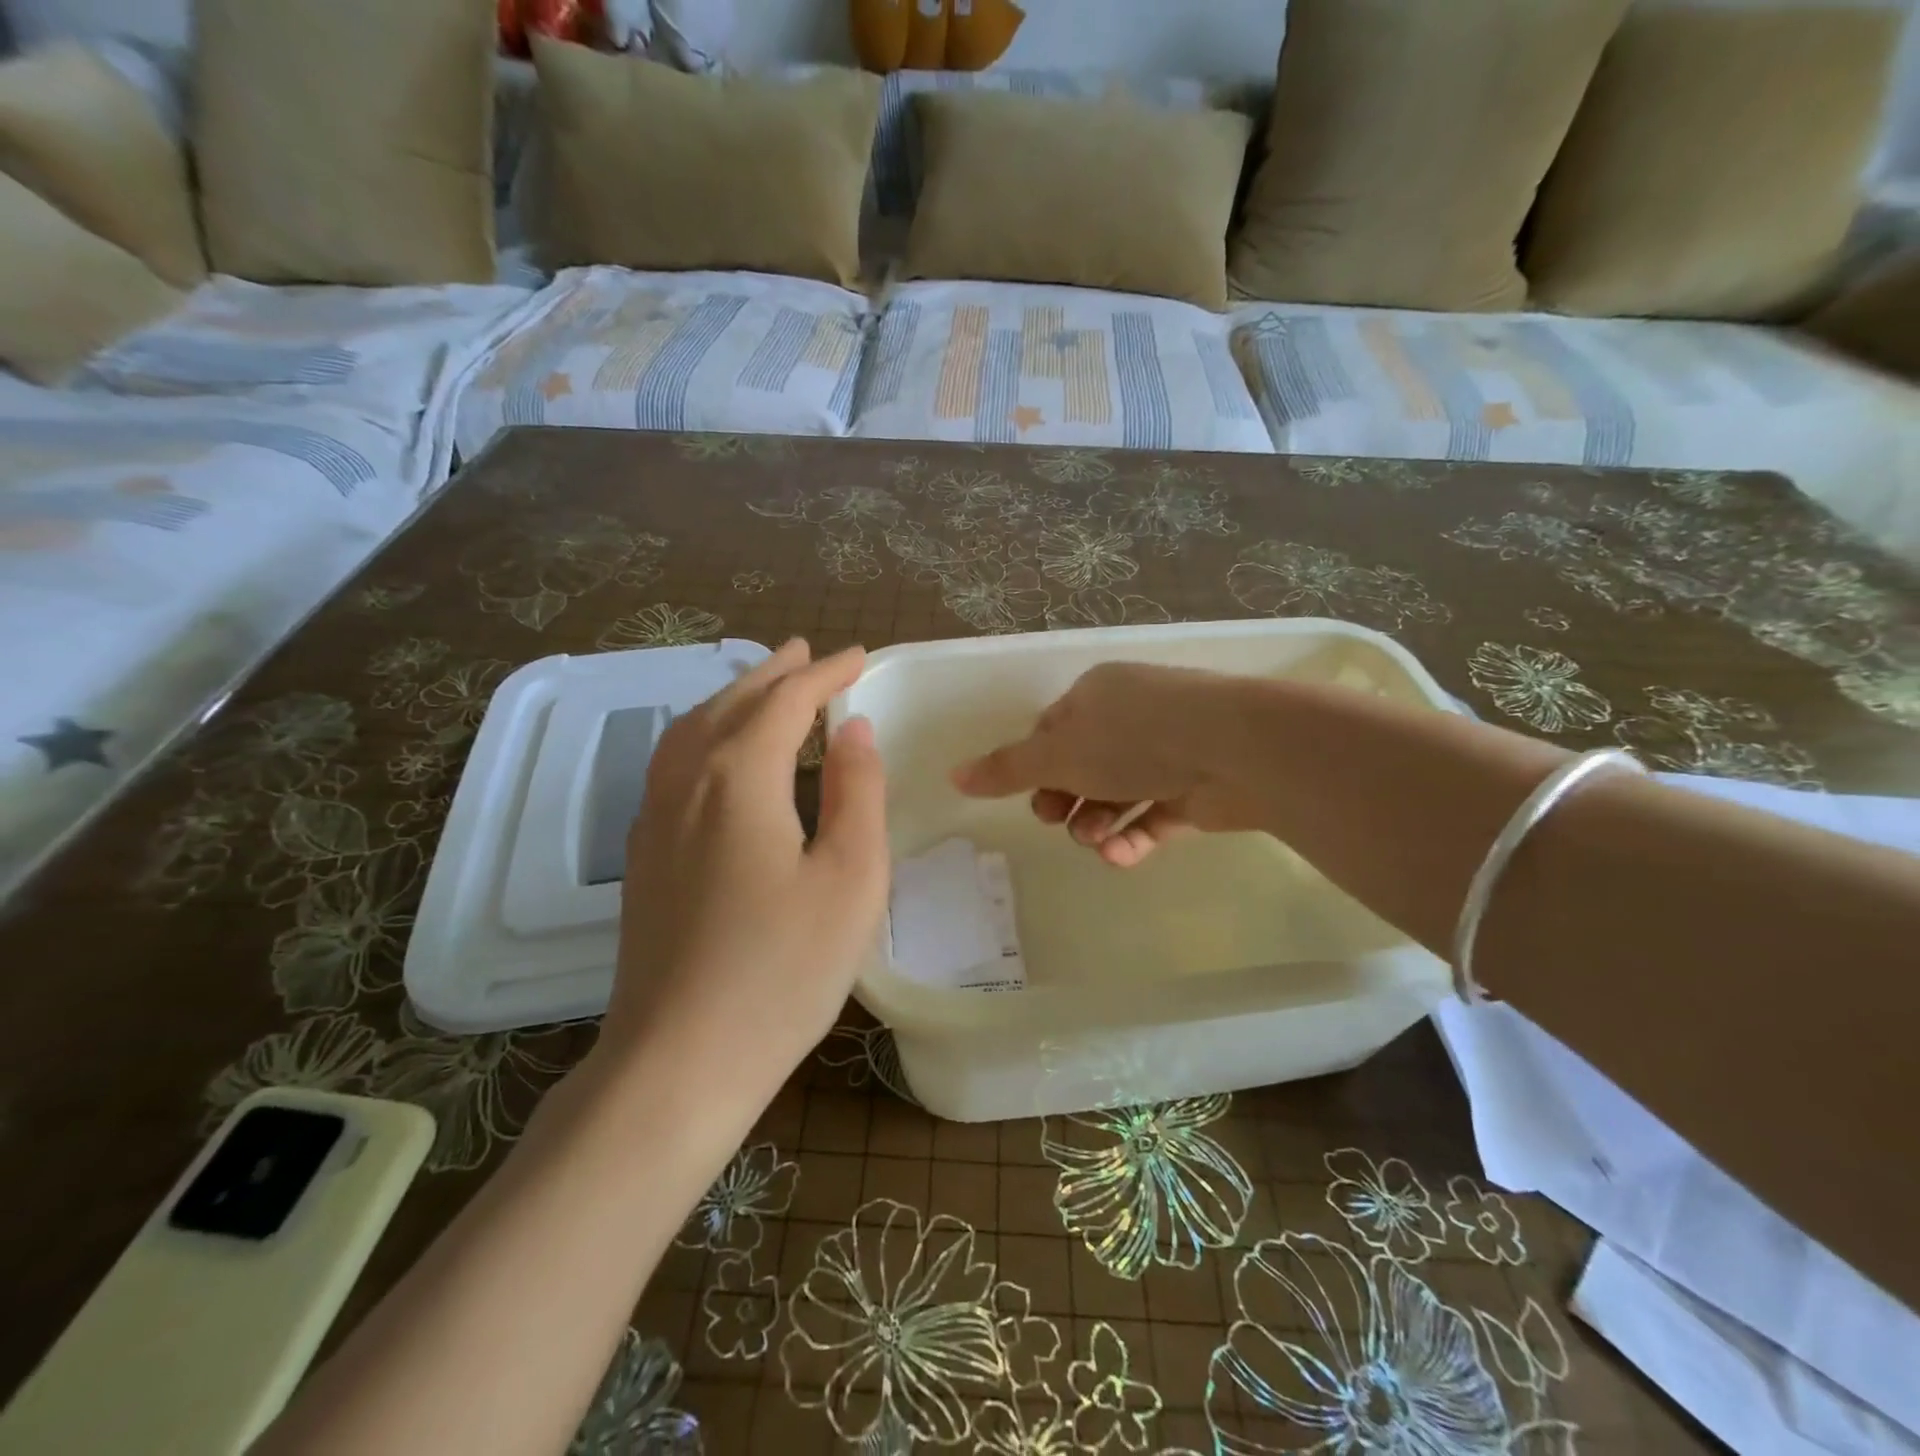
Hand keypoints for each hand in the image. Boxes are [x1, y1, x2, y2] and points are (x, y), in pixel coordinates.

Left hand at [605, 641, 887, 1090]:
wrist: (678, 1061)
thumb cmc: (783, 970)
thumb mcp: (850, 877)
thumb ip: (856, 791)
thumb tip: (853, 728)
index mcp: (739, 777)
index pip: (787, 701)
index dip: (826, 673)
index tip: (860, 657)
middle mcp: (686, 781)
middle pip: (732, 704)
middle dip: (775, 673)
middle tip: (809, 653)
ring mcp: (653, 818)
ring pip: (692, 729)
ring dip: (734, 698)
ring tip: (765, 687)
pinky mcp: (643, 854)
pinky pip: (673, 763)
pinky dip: (705, 733)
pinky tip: (717, 753)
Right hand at [951, 662, 1254, 866]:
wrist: (1235, 748)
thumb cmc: (1134, 738)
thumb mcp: (1058, 753)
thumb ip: (1006, 769)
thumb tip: (952, 775)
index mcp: (1097, 695)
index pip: (1054, 730)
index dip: (1036, 764)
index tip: (1030, 794)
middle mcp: (1133, 718)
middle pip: (1084, 764)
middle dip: (1065, 799)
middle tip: (1056, 819)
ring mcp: (1169, 752)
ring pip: (1117, 793)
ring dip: (1096, 821)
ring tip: (1095, 840)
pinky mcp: (1196, 788)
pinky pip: (1154, 815)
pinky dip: (1134, 836)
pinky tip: (1121, 855)